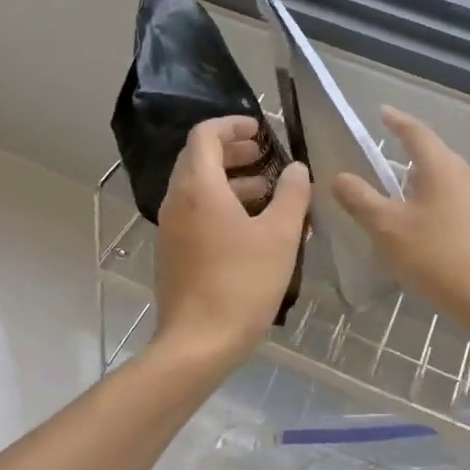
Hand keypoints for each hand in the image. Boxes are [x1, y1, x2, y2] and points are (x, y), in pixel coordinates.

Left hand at [153, 116, 310, 370]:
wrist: (198, 345)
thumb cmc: (242, 283)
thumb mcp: (280, 235)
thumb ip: (292, 195)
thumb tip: (297, 169)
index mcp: (198, 187)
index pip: (205, 135)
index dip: (233, 125)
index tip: (262, 130)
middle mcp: (178, 201)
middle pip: (200, 159)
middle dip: (234, 151)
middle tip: (266, 156)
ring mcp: (172, 229)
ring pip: (199, 188)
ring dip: (232, 181)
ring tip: (269, 192)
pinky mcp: (175, 253)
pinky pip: (197, 213)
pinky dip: (223, 206)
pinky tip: (254, 228)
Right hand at [330, 108, 469, 331]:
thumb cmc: (437, 257)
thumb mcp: (388, 228)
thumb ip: (361, 199)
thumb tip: (339, 177)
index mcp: (442, 167)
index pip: (416, 132)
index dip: (397, 121)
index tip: (382, 111)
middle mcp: (465, 176)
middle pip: (434, 153)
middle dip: (410, 149)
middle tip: (386, 148)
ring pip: (445, 178)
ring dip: (422, 177)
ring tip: (399, 187)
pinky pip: (454, 200)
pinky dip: (433, 200)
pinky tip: (421, 222)